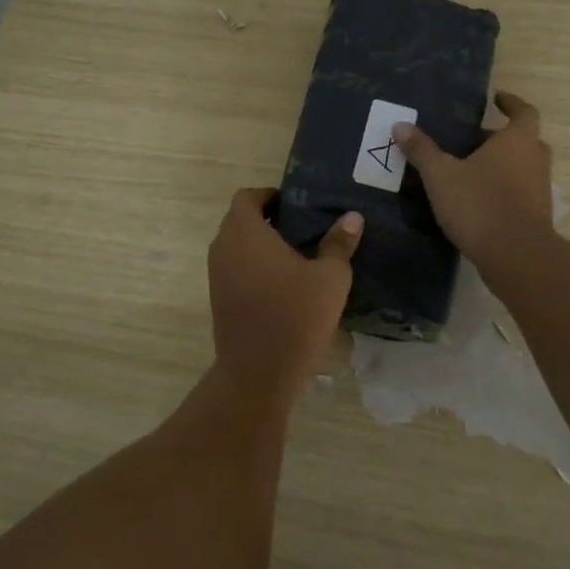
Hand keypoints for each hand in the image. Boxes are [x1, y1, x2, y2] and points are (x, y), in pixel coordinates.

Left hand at [207, 188, 361, 388]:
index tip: (294, 205)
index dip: (268, 195)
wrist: (258, 373)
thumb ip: (339, 244)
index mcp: (245, 232)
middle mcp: (224, 247)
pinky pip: (233, 267)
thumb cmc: (295, 316)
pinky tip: (281, 283)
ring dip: (257, 244)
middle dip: (265, 218)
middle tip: (299, 228)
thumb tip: (353, 217)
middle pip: (238, 219)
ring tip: (294, 255)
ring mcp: (217, 274)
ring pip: (235, 245)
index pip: (246, 197)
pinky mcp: (218, 298)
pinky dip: (251, 265)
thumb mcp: (330, 278)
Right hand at [393, 91, 555, 270]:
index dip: (511, 103)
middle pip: (523, 140)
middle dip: (500, 138)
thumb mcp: (441, 175)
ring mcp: (540, 189)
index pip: (523, 111)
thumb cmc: (480, 204)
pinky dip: (504, 190)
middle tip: (471, 140)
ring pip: (523, 167)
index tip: (496, 99)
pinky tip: (477, 200)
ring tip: (470, 170)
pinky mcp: (537, 215)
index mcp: (517, 141)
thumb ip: (422, 150)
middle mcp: (535, 159)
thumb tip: (400, 125)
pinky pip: (521, 192)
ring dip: (502, 165)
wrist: (516, 256)